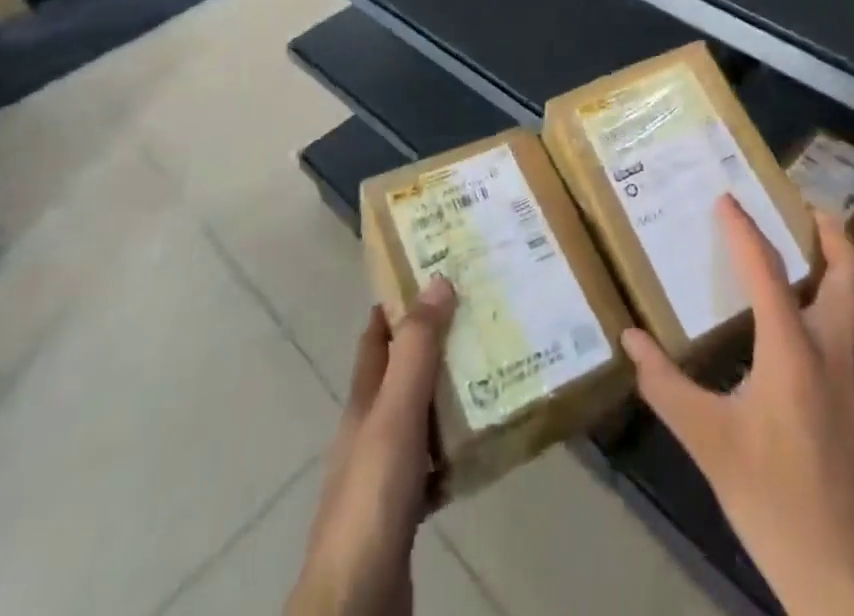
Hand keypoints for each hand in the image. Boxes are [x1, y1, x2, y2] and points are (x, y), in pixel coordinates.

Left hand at [289, 278, 456, 615]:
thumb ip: (417, 351)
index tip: (435, 271)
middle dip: (436, 342)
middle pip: (403, 373)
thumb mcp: (395, 413)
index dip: (399, 302)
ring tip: (495, 366)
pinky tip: (485, 440)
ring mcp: (387, 471)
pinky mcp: (405, 508)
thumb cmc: (373, 494)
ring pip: (422, 415)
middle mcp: (372, 429)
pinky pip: (436, 463)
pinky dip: (457, 446)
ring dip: (450, 392)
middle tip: (481, 313)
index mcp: (364, 401)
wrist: (358, 602)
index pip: (377, 336)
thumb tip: (437, 280)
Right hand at [622, 199, 853, 615]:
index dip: (745, 230)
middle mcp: (836, 353)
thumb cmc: (771, 503)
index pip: (767, 272)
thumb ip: (665, 386)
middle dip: (831, 233)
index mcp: (792, 353)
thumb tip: (630, 338)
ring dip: (852, 265)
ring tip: (827, 248)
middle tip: (807, 209)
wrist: (847, 580)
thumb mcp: (708, 444)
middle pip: (849, 273)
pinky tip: (832, 324)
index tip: (728, 198)